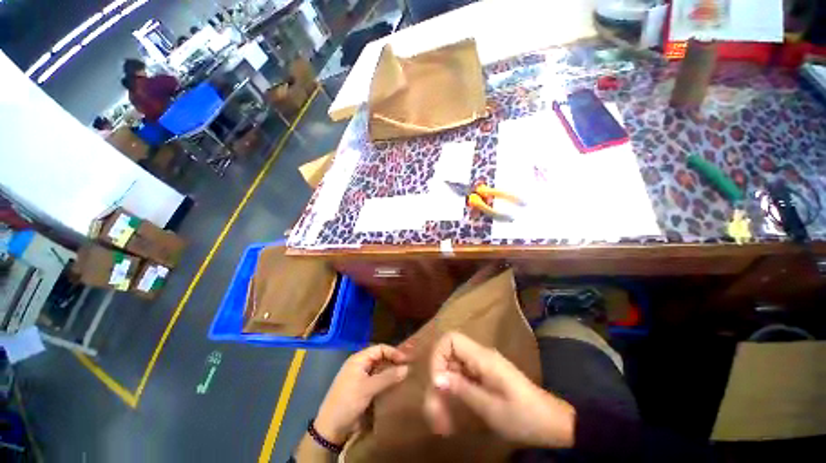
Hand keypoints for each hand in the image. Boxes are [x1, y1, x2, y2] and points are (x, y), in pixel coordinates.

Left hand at [315, 344, 408, 443]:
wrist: (330, 427)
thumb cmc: (348, 402)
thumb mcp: (368, 388)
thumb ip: (388, 377)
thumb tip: (407, 368)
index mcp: (358, 359)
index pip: (380, 349)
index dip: (393, 352)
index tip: (406, 360)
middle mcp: (360, 364)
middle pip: (380, 357)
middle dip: (393, 361)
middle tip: (407, 367)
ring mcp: (360, 376)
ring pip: (379, 368)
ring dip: (390, 371)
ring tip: (403, 376)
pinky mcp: (362, 388)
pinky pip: (376, 379)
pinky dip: (385, 380)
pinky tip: (393, 385)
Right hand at [424, 332, 575, 448]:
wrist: (551, 422)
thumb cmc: (523, 416)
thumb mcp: (490, 408)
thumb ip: (462, 389)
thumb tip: (437, 378)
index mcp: (482, 357)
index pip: (451, 339)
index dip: (438, 355)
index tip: (437, 382)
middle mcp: (480, 355)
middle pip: (449, 354)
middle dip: (439, 377)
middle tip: (435, 408)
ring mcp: (483, 365)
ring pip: (454, 366)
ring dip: (445, 388)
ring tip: (441, 418)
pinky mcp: (485, 375)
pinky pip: (462, 376)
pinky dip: (455, 392)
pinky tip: (453, 413)